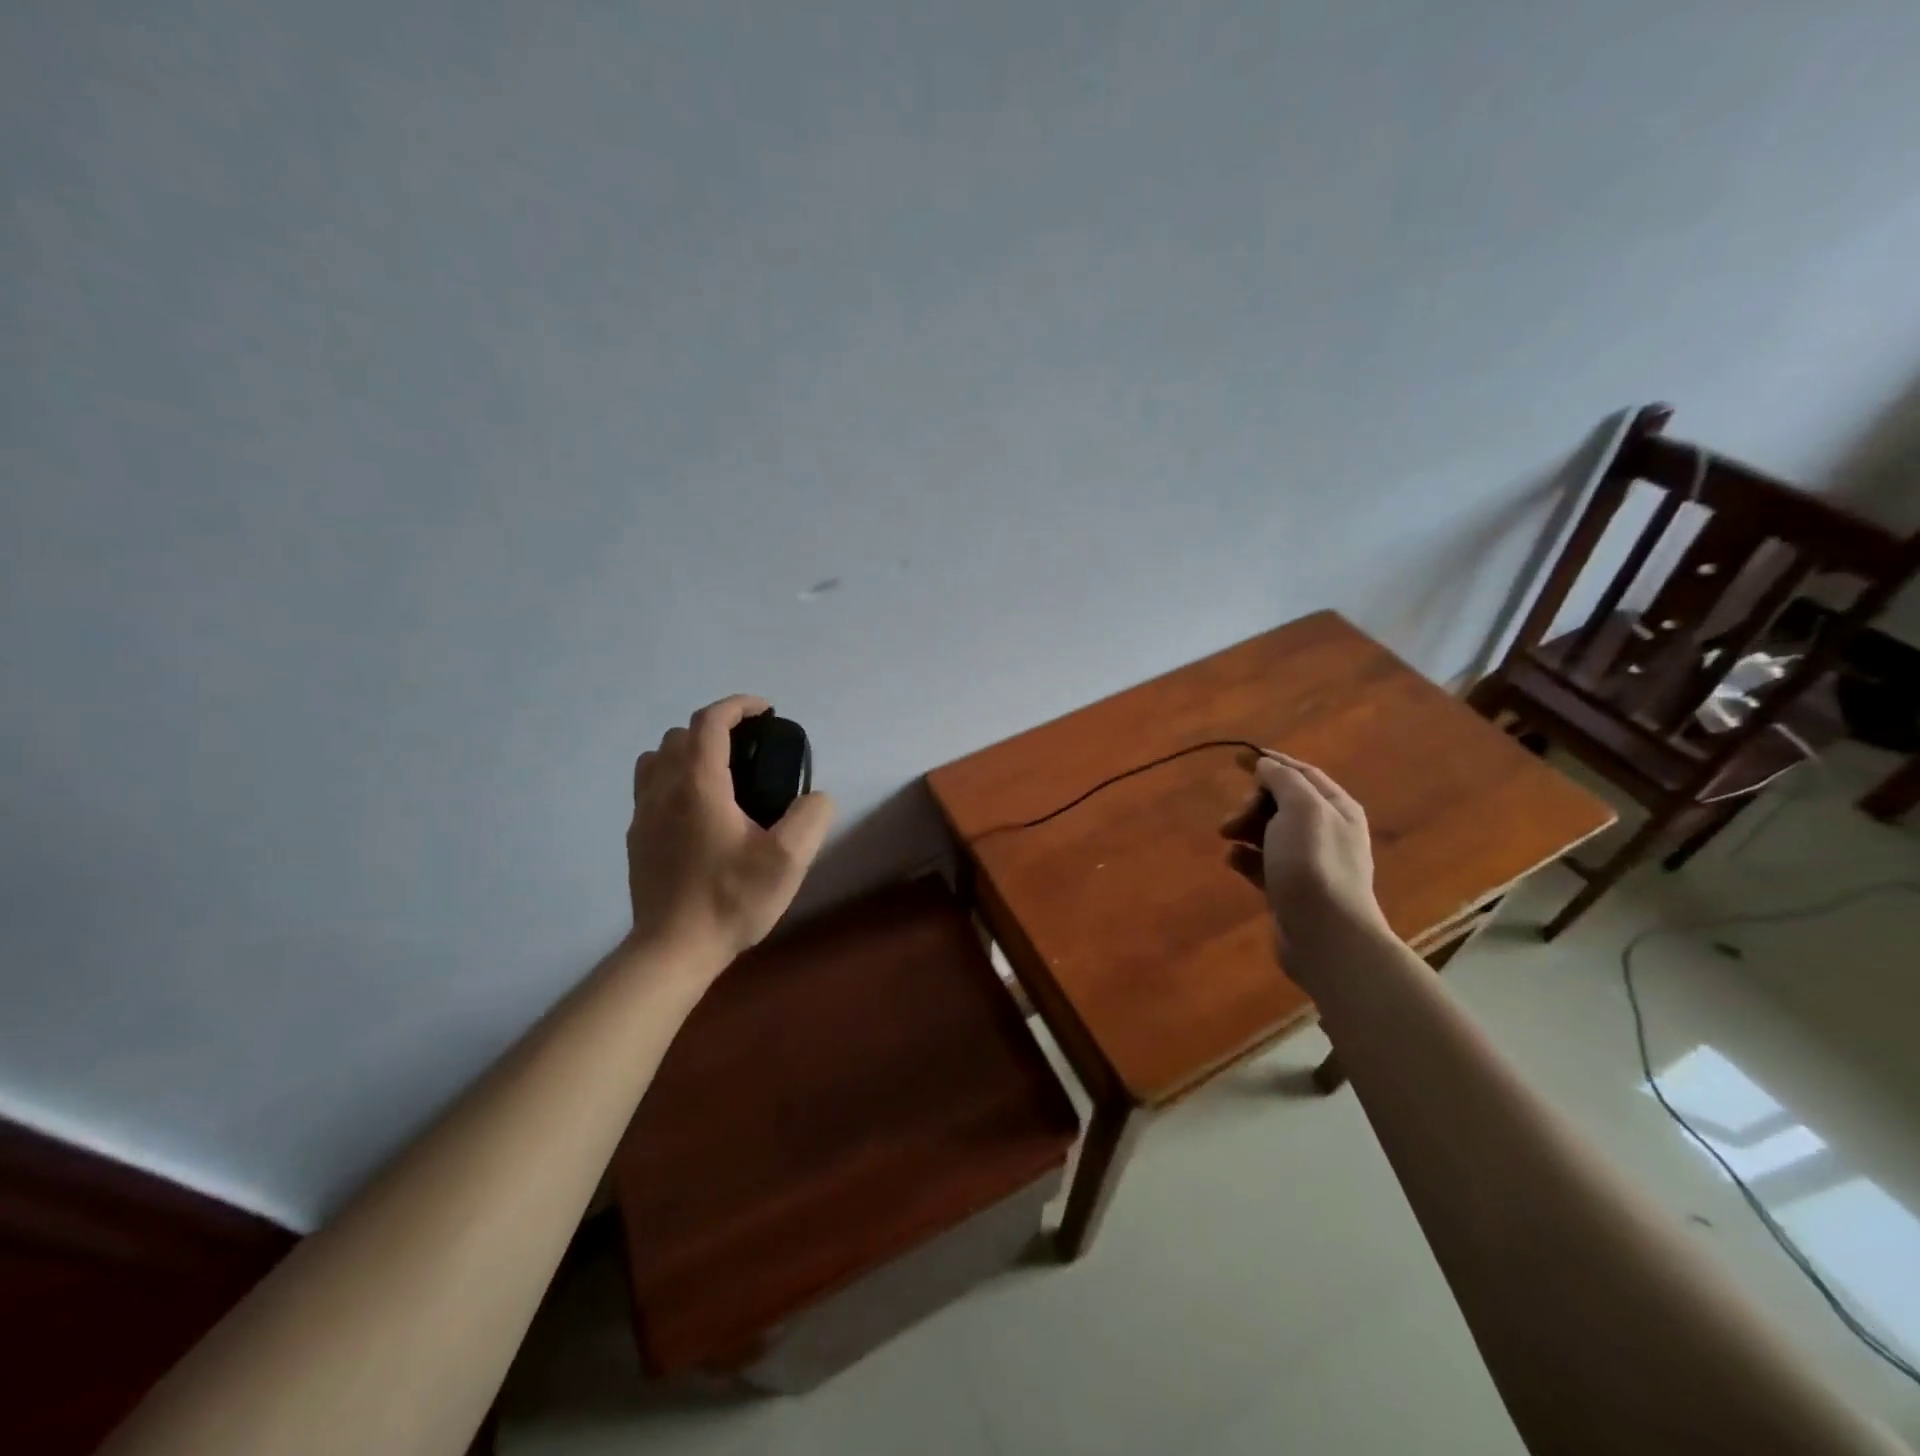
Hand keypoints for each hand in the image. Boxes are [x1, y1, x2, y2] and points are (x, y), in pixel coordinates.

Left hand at [628, 695, 835, 963]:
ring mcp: (643, 813)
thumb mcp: (788, 861)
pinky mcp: (636, 837)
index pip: (710, 722)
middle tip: (750, 748)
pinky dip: (672, 776)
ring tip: (720, 773)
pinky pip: (649, 785)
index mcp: (699, 785)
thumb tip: (816, 797)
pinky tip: (697, 808)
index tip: (766, 711)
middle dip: (716, 727)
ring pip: (658, 756)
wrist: (673, 949)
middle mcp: (664, 789)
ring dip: (688, 750)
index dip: (739, 706)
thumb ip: (811, 817)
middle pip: (681, 734)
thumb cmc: (731, 900)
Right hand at [1222, 752, 1387, 986]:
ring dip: (1244, 829)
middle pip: (1280, 802)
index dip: (1270, 762)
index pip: (1301, 773)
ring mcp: (1308, 862)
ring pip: (1268, 832)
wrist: (1325, 934)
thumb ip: (1284, 780)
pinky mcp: (1289, 888)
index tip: (1236, 758)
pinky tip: (1233, 861)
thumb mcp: (1301, 809)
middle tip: (1232, 820)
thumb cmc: (1313, 863)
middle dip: (1251, 804)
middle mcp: (1326, 831)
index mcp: (1336, 808)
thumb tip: (1267, 765)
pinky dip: (1244, 857)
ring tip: (1227, 838)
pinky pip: (1262, 862)